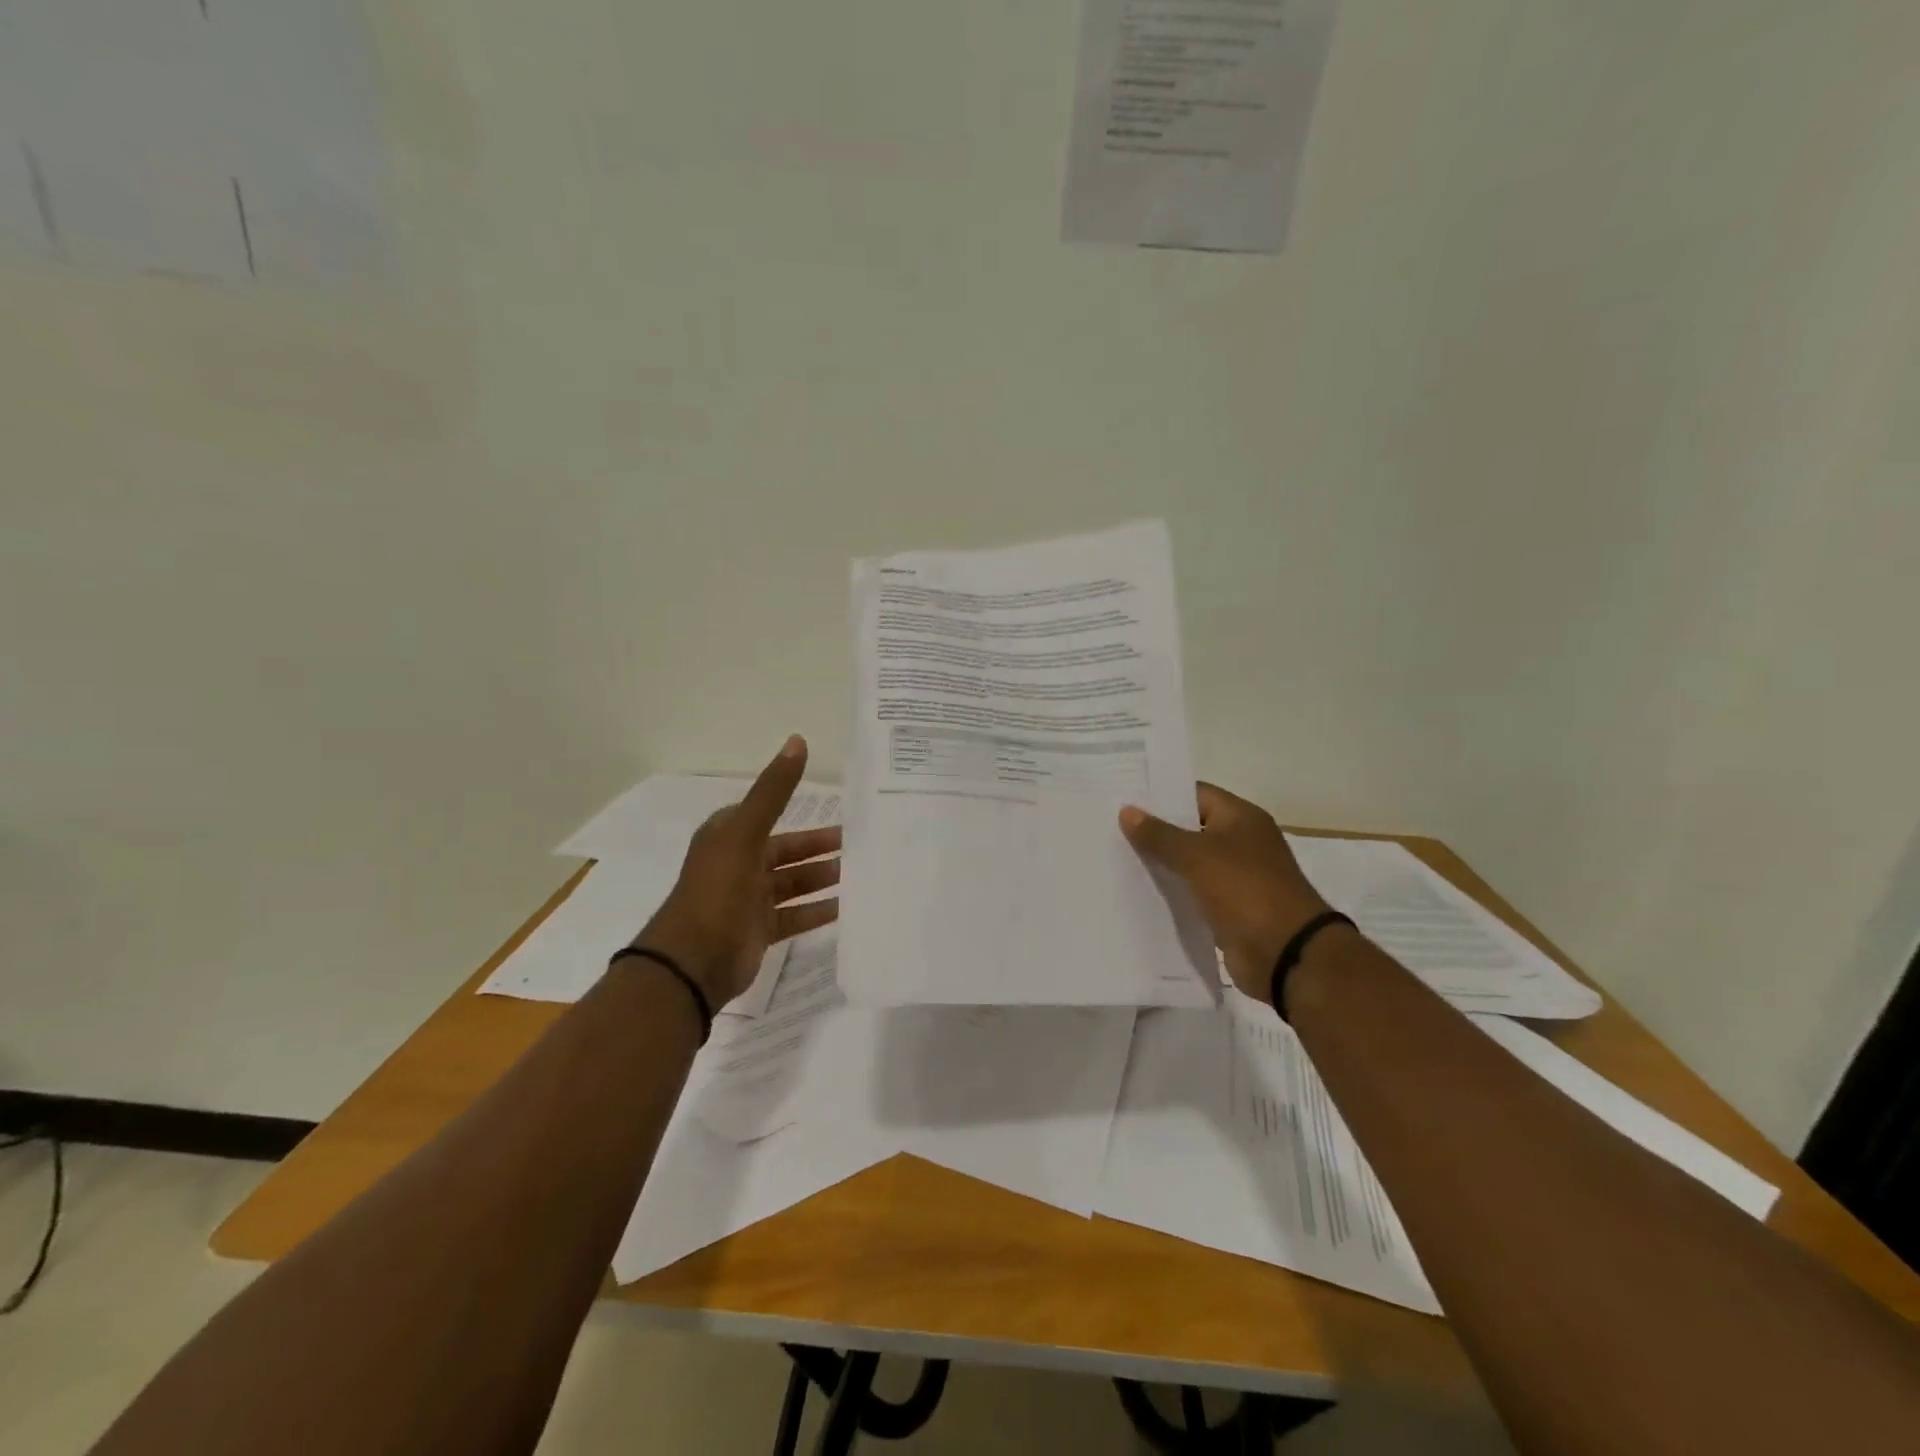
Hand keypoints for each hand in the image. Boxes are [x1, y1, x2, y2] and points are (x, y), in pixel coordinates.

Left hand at [632, 735, 841, 1008]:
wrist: (693, 961)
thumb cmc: (718, 889)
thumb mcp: (746, 832)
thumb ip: (774, 790)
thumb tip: (798, 740)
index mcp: (729, 836)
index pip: (769, 814)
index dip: (800, 809)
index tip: (836, 809)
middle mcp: (738, 864)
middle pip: (786, 851)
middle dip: (819, 848)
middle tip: (858, 844)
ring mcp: (748, 899)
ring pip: (793, 883)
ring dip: (822, 878)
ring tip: (858, 873)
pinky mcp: (758, 931)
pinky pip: (794, 915)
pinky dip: (816, 910)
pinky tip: (845, 907)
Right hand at [1120, 783, 1331, 1001]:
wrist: (1285, 953)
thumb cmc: (1244, 890)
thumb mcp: (1196, 856)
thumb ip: (1159, 834)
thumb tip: (1127, 810)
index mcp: (1241, 818)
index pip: (1195, 794)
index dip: (1161, 795)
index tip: (1123, 798)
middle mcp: (1240, 843)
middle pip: (1190, 829)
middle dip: (1154, 831)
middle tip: (1110, 828)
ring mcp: (1236, 878)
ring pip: (1189, 863)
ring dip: (1160, 864)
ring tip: (1115, 858)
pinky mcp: (1228, 909)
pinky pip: (1192, 894)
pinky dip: (1171, 893)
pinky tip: (1137, 893)